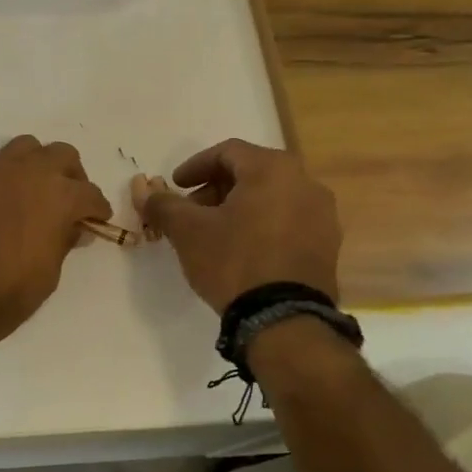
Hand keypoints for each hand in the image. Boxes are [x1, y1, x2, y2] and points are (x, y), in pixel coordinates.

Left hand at [0, 136, 113, 351]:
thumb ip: (64, 240)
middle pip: (61, 155)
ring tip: (35, 193)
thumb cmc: (6, 293)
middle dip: (72, 176)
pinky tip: (0, 208)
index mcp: (57, 195)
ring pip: (25, 148)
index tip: (97, 220)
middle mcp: (26, 173)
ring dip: (37, 165)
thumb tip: (74, 227)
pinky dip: (5, 181)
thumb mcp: (49, 273)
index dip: (97, 209)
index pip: (89, 193)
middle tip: (70, 201)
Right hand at [139, 139, 341, 312]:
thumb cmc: (233, 261)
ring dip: (239, 207)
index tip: (175, 185)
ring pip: (271, 197)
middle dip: (216, 188)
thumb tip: (143, 189)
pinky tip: (242, 249)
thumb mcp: (188, 231)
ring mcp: (322, 215)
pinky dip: (262, 224)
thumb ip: (163, 204)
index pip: (227, 152)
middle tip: (191, 210)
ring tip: (214, 232)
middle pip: (252, 172)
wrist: (284, 319)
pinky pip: (288, 221)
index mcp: (273, 169)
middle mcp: (305, 183)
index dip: (195, 166)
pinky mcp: (328, 245)